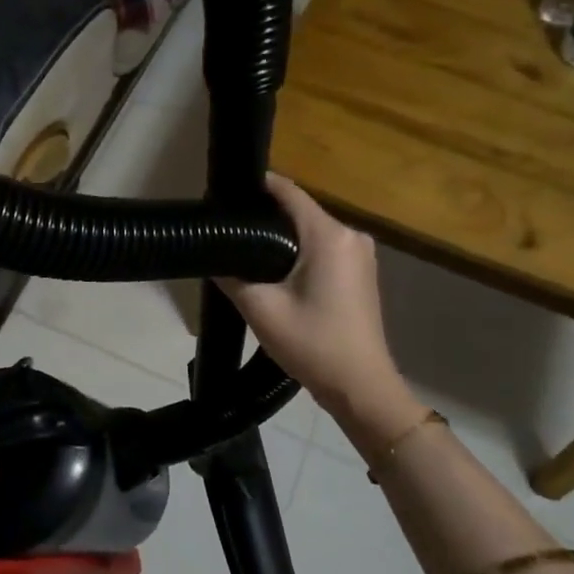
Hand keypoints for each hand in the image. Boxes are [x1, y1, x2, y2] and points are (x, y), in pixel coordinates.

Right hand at [218, 174, 420, 435]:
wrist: (361, 387)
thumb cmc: (313, 344)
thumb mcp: (260, 309)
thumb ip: (231, 276)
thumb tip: (212, 256)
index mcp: (329, 236)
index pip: (289, 192)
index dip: (257, 187)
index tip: (225, 193)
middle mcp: (351, 236)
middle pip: (299, 211)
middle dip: (264, 215)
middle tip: (226, 227)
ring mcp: (360, 255)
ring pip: (310, 231)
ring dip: (280, 236)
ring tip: (243, 247)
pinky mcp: (361, 273)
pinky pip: (323, 248)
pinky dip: (298, 252)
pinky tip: (272, 269)